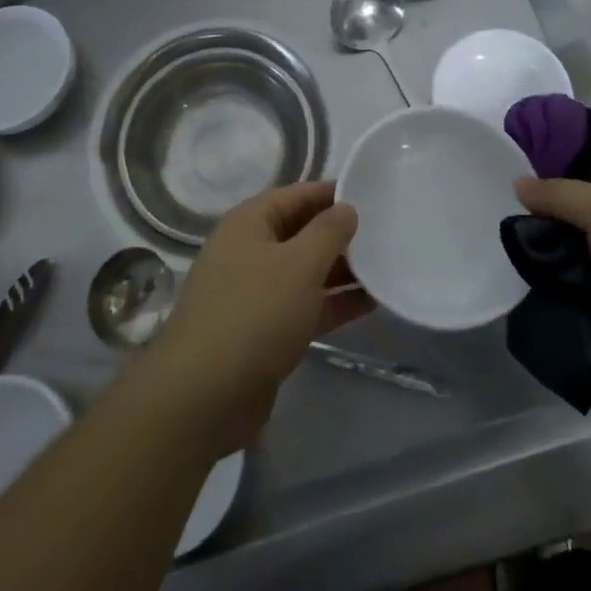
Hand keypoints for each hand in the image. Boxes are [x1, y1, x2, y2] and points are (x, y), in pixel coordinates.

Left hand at [141, 182, 371, 455]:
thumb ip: (328, 232)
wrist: (204, 396)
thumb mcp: (300, 265)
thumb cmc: (255, 313)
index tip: (373, 196)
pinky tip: (370, 303)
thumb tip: (346, 208)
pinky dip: (332, 303)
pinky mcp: (263, 330)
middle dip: (340, 234)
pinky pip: (303, 305)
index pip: (297, 195)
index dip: (333, 194)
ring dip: (341, 271)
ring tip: (386, 267)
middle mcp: (249, 250)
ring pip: (304, 271)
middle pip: (301, 232)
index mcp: (249, 222)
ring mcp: (254, 292)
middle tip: (385, 234)